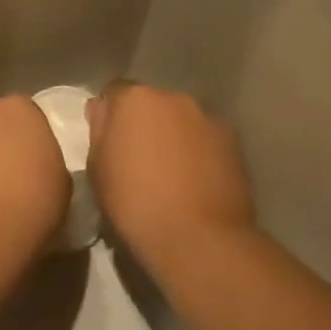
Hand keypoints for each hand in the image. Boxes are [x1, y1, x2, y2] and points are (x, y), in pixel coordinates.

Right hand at [86, 82, 254, 259]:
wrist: (198, 237)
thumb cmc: (134, 202)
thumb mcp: (97, 168)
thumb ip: (99, 129)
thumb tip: (102, 108)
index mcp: (135, 99)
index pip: (115, 92)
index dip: (110, 114)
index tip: (109, 140)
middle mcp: (173, 97)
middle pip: (151, 103)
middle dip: (144, 122)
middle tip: (138, 157)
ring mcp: (207, 117)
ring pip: (180, 119)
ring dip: (173, 135)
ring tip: (170, 172)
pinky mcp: (232, 140)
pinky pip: (205, 137)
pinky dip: (198, 150)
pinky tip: (195, 179)